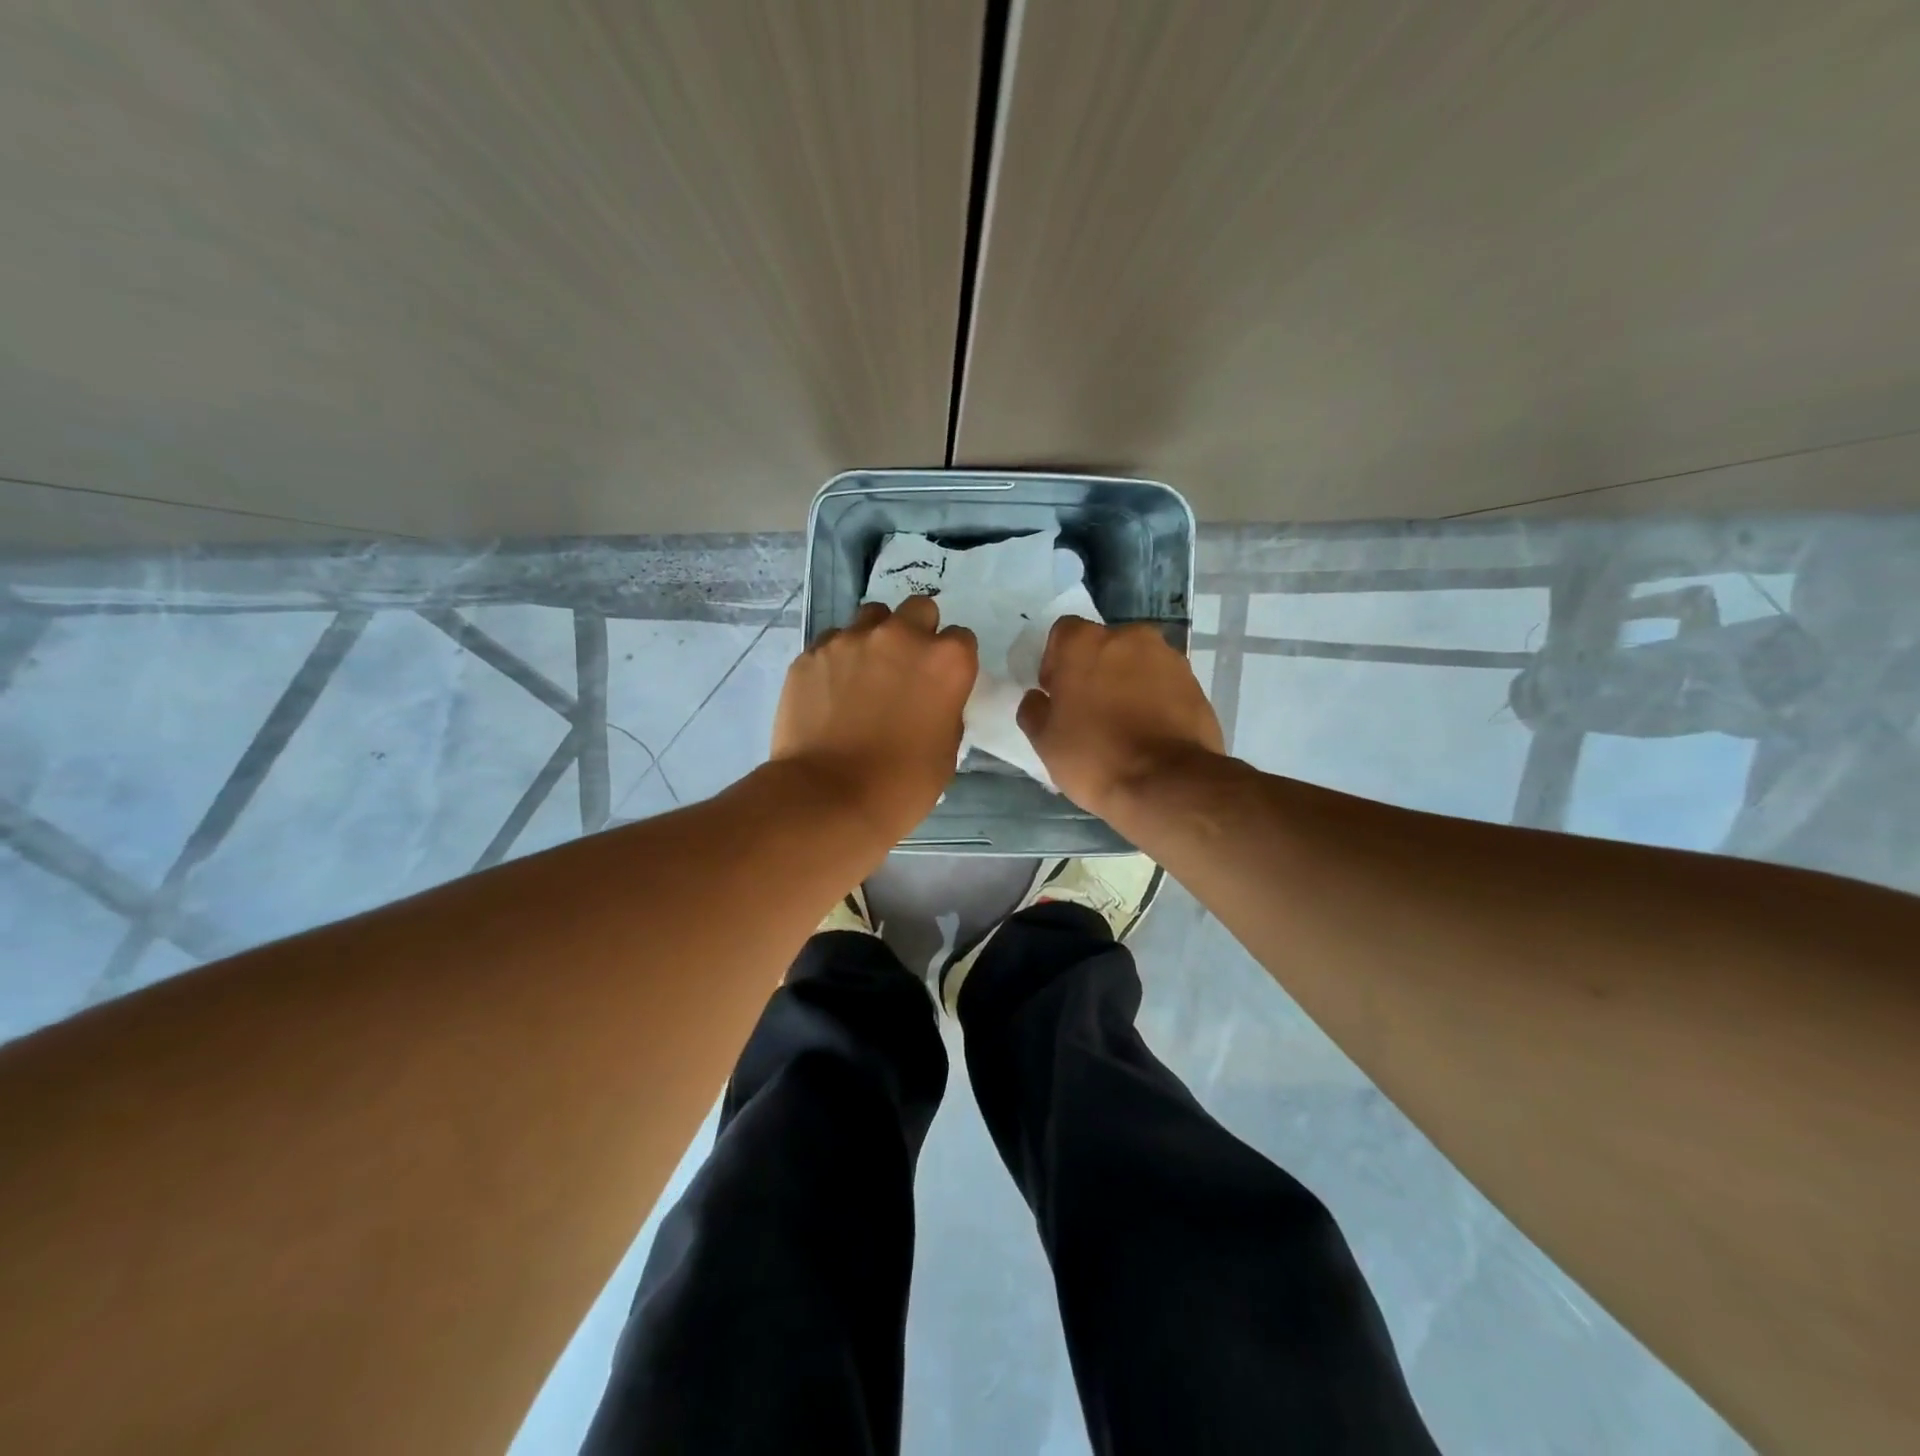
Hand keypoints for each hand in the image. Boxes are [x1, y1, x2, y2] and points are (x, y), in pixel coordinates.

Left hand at [771, 596, 977, 838]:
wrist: (829, 797)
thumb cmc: (902, 784)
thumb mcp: (947, 749)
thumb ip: (945, 708)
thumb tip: (931, 699)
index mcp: (946, 661)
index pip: (960, 639)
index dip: (951, 661)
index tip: (941, 682)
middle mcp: (901, 636)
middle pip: (918, 610)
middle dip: (916, 633)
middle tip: (905, 669)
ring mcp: (851, 640)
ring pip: (871, 617)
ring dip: (875, 638)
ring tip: (864, 674)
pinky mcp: (812, 653)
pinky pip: (831, 642)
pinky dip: (837, 659)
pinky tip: (830, 690)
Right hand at [1017, 618, 1223, 817]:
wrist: (1168, 784)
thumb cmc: (1094, 756)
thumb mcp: (1045, 740)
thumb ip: (1033, 710)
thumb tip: (1037, 698)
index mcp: (1085, 642)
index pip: (1063, 634)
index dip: (1056, 662)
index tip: (1058, 695)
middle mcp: (1129, 637)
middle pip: (1103, 646)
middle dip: (1094, 671)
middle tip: (1089, 711)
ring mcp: (1168, 658)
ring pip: (1136, 664)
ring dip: (1126, 684)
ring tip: (1123, 726)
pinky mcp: (1195, 684)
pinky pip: (1163, 684)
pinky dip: (1154, 700)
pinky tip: (1149, 734)